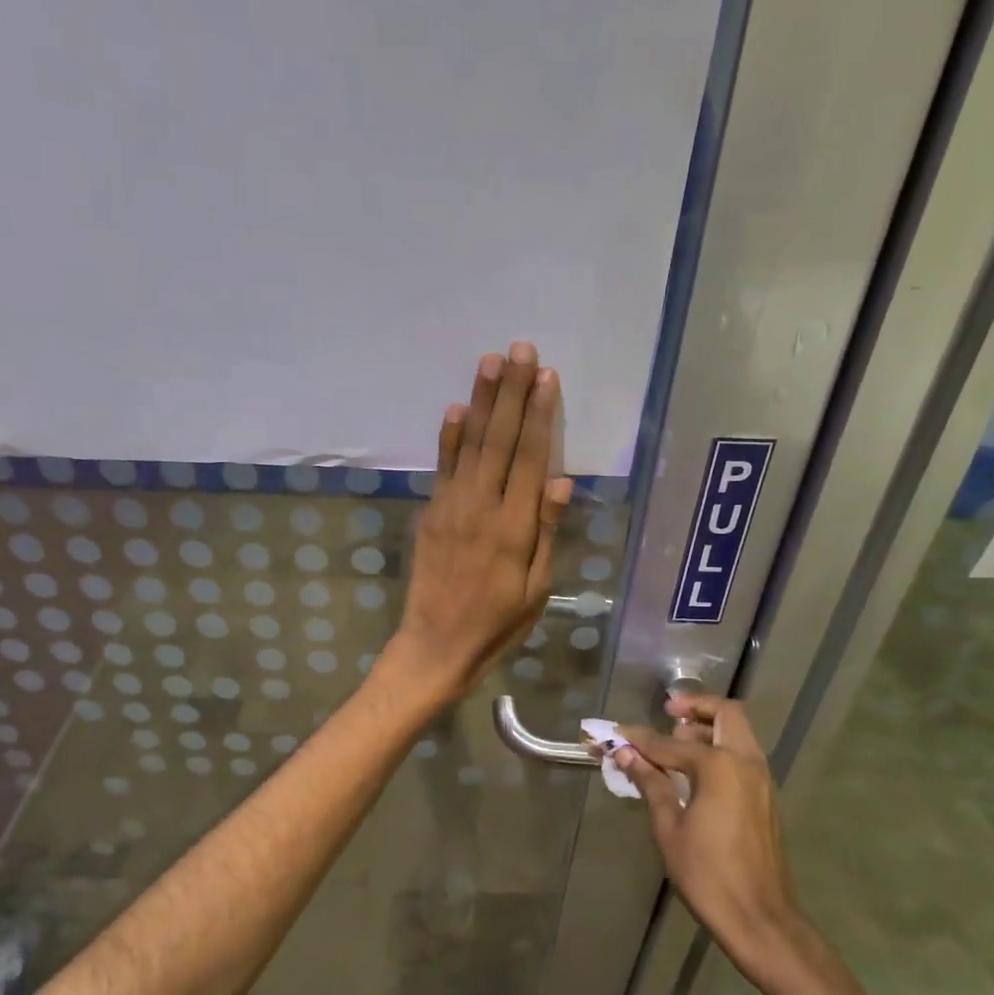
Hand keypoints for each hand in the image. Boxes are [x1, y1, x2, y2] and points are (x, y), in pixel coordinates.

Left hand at [381, 342, 573, 706]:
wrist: (437, 644)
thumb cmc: (498, 623)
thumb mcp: (537, 589)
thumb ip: (547, 532)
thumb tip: (562, 481)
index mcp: (515, 527)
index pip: (531, 458)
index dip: (540, 415)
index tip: (547, 377)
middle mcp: (482, 507)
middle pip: (501, 440)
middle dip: (512, 393)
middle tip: (520, 350)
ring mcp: (452, 507)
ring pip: (471, 445)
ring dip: (481, 402)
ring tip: (491, 362)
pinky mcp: (432, 514)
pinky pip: (443, 467)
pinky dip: (450, 437)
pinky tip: (458, 408)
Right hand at [614, 694, 800, 961]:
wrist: (761, 918)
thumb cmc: (707, 874)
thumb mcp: (669, 828)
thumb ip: (651, 784)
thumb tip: (627, 754)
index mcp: (719, 766)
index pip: (669, 743)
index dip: (639, 738)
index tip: (616, 734)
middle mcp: (746, 762)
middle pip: (725, 714)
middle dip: (695, 707)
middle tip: (667, 713)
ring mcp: (761, 779)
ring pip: (738, 733)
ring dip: (709, 727)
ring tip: (676, 743)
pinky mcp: (765, 797)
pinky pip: (743, 755)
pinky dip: (720, 749)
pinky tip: (694, 772)